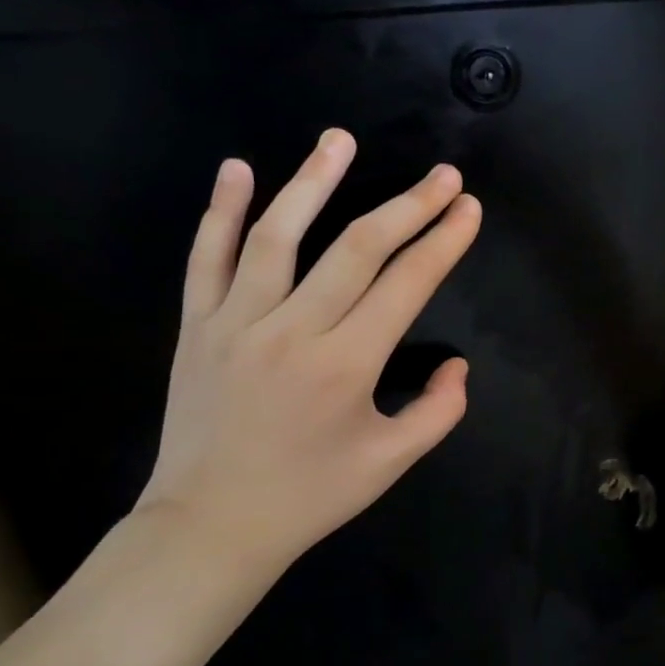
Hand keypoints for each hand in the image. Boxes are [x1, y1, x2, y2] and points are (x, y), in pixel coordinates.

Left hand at [135, 130, 481, 578]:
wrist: (210, 526)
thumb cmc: (310, 496)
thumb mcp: (391, 462)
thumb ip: (439, 410)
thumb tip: (459, 365)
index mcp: (347, 365)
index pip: (407, 285)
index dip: (443, 242)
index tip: (468, 209)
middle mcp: (294, 331)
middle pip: (358, 249)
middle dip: (407, 206)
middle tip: (442, 174)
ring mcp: (237, 323)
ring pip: (278, 237)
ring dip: (314, 183)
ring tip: (341, 140)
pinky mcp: (196, 327)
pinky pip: (206, 259)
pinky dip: (222, 212)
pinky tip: (238, 169)